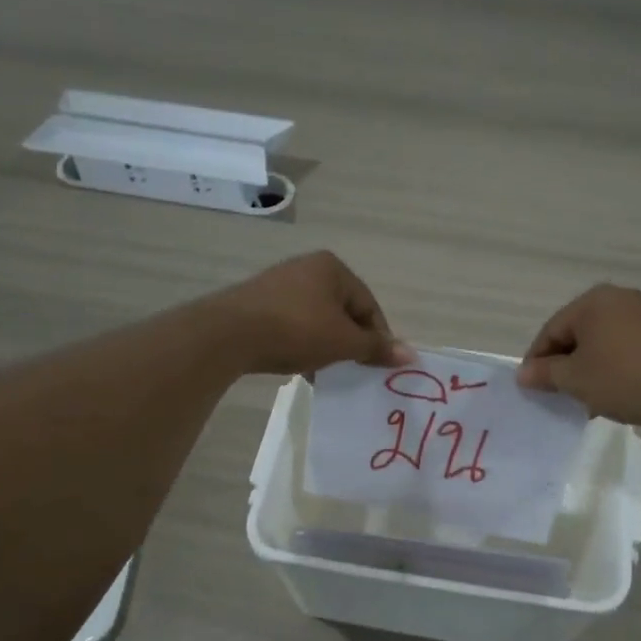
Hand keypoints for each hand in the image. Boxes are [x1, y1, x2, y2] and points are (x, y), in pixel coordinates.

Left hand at [209, 251, 414, 375]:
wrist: (229, 334)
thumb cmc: (296, 330)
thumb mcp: (343, 342)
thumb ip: (376, 347)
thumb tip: (411, 354)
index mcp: (333, 268)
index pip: (368, 305)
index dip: (377, 337)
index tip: (377, 366)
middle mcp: (307, 268)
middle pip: (343, 312)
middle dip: (349, 343)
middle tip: (352, 370)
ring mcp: (280, 284)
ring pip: (317, 320)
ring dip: (325, 346)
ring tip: (324, 372)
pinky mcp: (258, 303)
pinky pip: (292, 325)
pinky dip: (301, 344)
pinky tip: (298, 366)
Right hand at [517, 284, 640, 428]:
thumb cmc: (623, 379)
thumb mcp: (575, 379)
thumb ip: (545, 373)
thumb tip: (523, 374)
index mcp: (592, 301)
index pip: (551, 331)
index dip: (537, 361)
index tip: (531, 388)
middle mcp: (617, 298)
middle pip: (576, 333)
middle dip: (564, 364)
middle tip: (557, 394)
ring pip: (600, 342)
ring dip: (587, 368)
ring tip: (584, 398)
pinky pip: (623, 347)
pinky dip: (611, 366)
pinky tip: (612, 391)